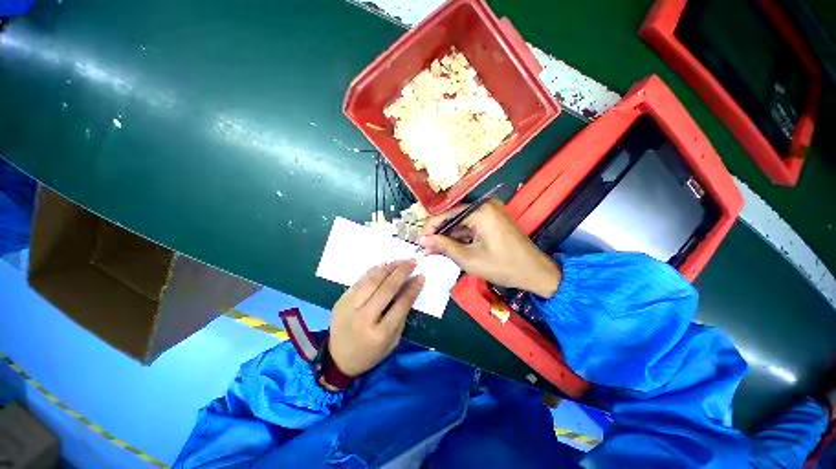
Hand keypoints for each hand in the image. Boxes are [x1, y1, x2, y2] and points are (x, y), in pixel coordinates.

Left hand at [329, 260, 424, 376]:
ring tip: (400, 261)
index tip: (421, 276)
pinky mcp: (341, 300)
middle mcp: (363, 318)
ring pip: (372, 281)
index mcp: (379, 334)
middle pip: (386, 289)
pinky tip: (384, 266)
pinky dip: (374, 271)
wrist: (337, 359)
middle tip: (413, 262)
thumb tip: (410, 288)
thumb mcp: (392, 341)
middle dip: (402, 272)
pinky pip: (360, 280)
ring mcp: (349, 307)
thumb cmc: (370, 353)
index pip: (400, 305)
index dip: (413, 289)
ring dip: (388, 268)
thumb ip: (402, 315)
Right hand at [418, 199, 560, 297]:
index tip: (418, 241)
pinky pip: (471, 226)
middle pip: (453, 218)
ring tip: (433, 250)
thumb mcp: (469, 258)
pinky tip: (449, 247)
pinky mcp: (493, 221)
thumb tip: (423, 241)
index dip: (430, 228)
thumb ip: (444, 246)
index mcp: (480, 211)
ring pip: (461, 223)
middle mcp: (485, 206)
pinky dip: (460, 237)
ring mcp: (490, 212)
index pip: (447, 215)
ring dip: (448, 237)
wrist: (535, 273)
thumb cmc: (503, 266)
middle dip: (439, 234)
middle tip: (425, 248)